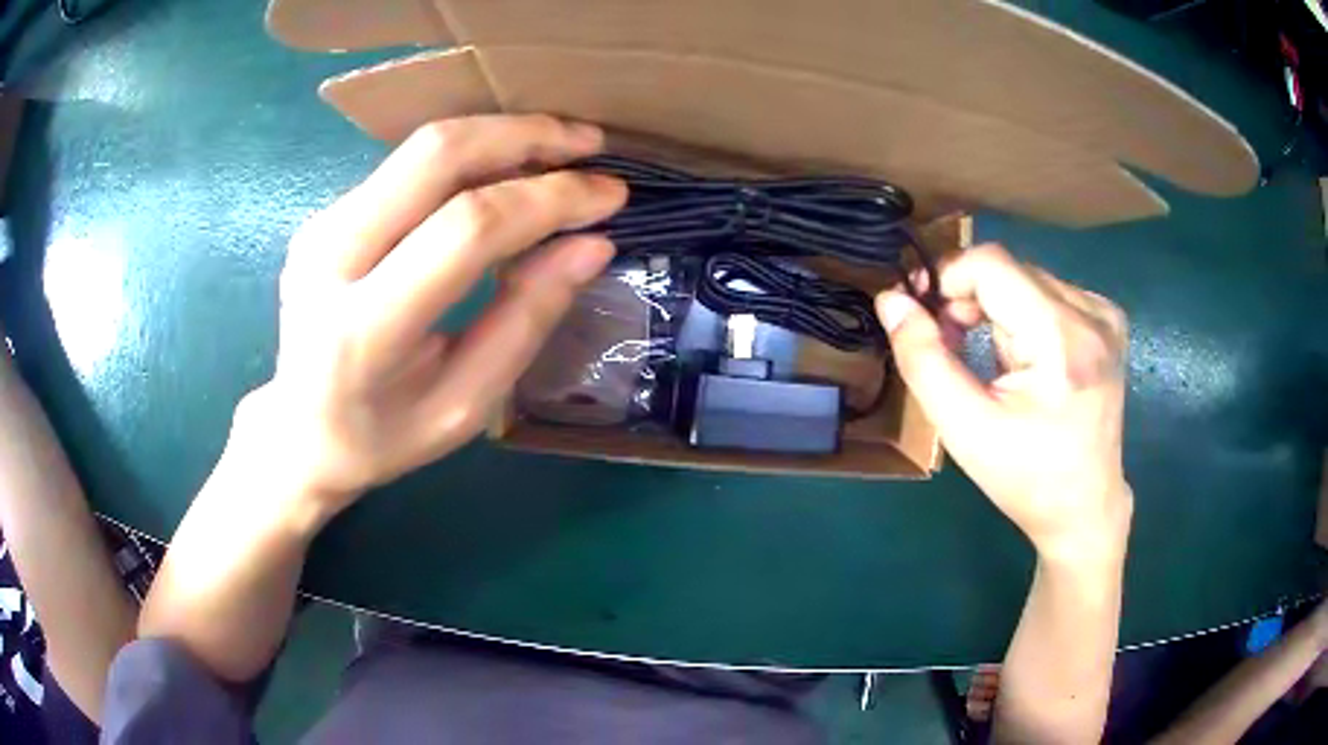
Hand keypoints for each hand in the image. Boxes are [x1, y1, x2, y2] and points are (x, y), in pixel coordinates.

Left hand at [231, 115, 625, 524]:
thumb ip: (525, 320)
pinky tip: (505, 172)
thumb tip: (591, 244)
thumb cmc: (385, 437)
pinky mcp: (324, 215)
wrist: (299, 434)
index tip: (610, 195)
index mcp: (363, 327)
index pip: (466, 227)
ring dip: (500, 136)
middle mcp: (330, 257)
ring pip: (421, 148)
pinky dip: (468, 157)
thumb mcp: (465, 405)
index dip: (548, 199)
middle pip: (436, 155)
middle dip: (525, 136)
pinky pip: (405, 166)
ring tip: (561, 148)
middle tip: (589, 142)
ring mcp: (319, 227)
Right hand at [876, 244, 1131, 556]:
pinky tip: (1027, 358)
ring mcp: (1104, 314)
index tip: (926, 321)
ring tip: (995, 365)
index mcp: (1062, 339)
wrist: (1084, 508)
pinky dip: (1022, 315)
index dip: (947, 281)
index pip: (990, 263)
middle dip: (969, 301)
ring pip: (1024, 279)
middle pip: (1007, 270)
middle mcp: (1091, 313)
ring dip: (996, 310)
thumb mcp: (964, 429)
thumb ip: (923, 360)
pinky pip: (1046, 292)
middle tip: (955, 350)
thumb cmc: (1025, 478)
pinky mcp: (1108, 320)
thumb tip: (891, 299)